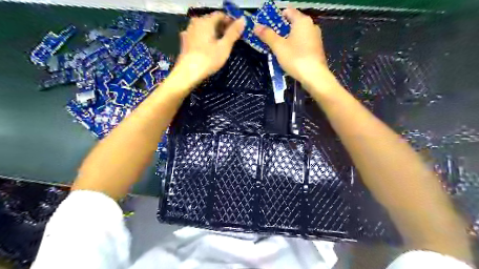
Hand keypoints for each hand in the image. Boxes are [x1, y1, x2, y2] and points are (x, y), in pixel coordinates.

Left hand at [172, 11, 243, 86]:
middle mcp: (195, 22)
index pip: (221, 15)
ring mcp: (188, 32)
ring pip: (205, 29)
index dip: (231, 22)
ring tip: (222, 46)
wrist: (188, 73)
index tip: (237, 32)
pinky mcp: (185, 42)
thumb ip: (233, 33)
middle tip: (231, 40)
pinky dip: (206, 40)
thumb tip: (242, 20)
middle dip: (222, 28)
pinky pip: (199, 36)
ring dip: (214, 34)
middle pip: (212, 21)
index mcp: (206, 21)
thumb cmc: (208, 60)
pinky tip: (209, 49)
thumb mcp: (224, 47)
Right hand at [254, 8, 333, 88]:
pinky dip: (295, 46)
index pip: (287, 11)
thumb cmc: (296, 58)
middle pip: (293, 23)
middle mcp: (311, 26)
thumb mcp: (278, 47)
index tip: (267, 27)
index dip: (276, 17)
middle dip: (280, 30)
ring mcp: (316, 38)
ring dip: (287, 39)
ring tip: (278, 50)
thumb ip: (267, 35)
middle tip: (270, 40)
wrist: (314, 76)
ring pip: (298, 34)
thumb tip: (256, 26)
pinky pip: (303, 43)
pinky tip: (290, 56)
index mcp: (302, 21)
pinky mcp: (317, 49)